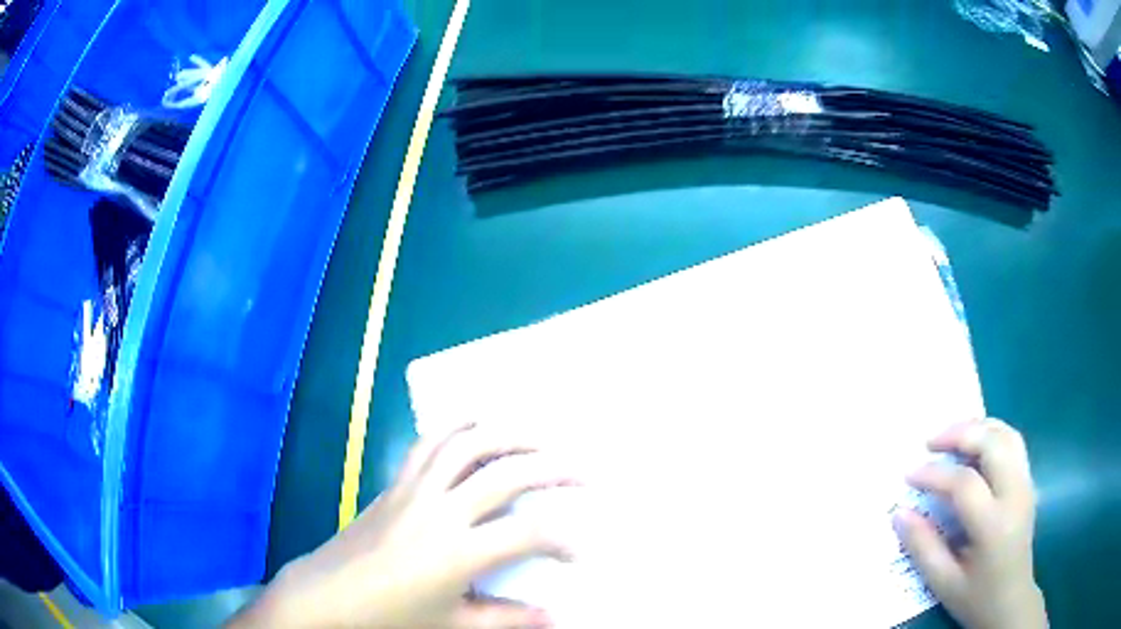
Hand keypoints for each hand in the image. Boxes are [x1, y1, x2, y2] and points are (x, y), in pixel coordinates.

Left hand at [230, 423, 578, 628]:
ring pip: (466, 446)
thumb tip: (556, 618)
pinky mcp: (395, 484)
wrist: (328, 596)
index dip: (563, 541)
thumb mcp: (453, 625)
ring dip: (507, 436)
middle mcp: (440, 511)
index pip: (527, 536)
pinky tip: (474, 425)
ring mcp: (414, 491)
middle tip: (583, 473)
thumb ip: (507, 619)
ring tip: (539, 437)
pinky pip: (427, 444)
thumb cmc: (390, 617)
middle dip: (553, 470)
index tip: (579, 552)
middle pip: (505, 476)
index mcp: (457, 553)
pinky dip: (455, 428)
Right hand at [896, 418, 1045, 628]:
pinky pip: (1013, 443)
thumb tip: (900, 514)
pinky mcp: (1028, 482)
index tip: (909, 475)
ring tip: (951, 436)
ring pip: (1006, 435)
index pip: (964, 484)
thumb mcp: (944, 583)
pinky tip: (975, 445)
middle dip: (960, 434)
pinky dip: (992, 434)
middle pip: (992, 444)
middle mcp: (1015, 495)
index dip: (934, 474)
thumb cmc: (976, 597)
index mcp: (993, 525)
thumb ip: (923, 547)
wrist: (1011, 601)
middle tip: (930, 442)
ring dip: (978, 427)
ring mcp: (1026, 484)